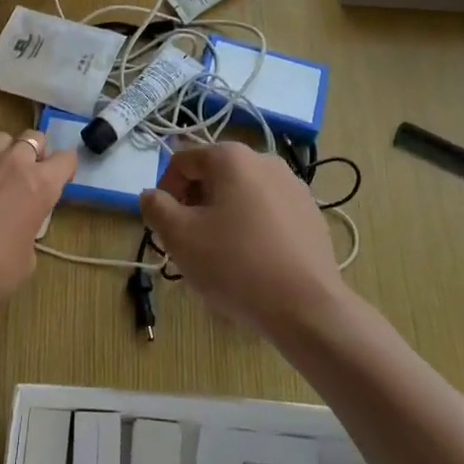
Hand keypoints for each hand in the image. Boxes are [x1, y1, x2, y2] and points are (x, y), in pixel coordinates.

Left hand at [0, 130, 76, 314]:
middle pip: (33, 137)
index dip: (63, 169)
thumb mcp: (28, 257)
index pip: (66, 159)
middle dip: (33, 153)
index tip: (58, 182)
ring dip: (2, 154)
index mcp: (41, 183)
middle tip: (25, 177)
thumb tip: (19, 223)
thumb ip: (30, 226)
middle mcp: (13, 161)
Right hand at [138, 141, 344, 335]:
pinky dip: (253, 230)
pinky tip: (252, 264)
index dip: (165, 192)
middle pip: (214, 177)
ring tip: (220, 258)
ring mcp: (294, 187)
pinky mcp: (311, 215)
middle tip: (189, 245)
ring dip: (223, 219)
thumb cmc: (235, 264)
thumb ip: (156, 208)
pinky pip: (269, 215)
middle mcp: (265, 161)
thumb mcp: (179, 236)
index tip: (164, 227)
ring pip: (242, 197)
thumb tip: (152, 195)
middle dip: (195, 207)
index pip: (182, 162)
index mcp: (232, 157)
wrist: (306, 307)